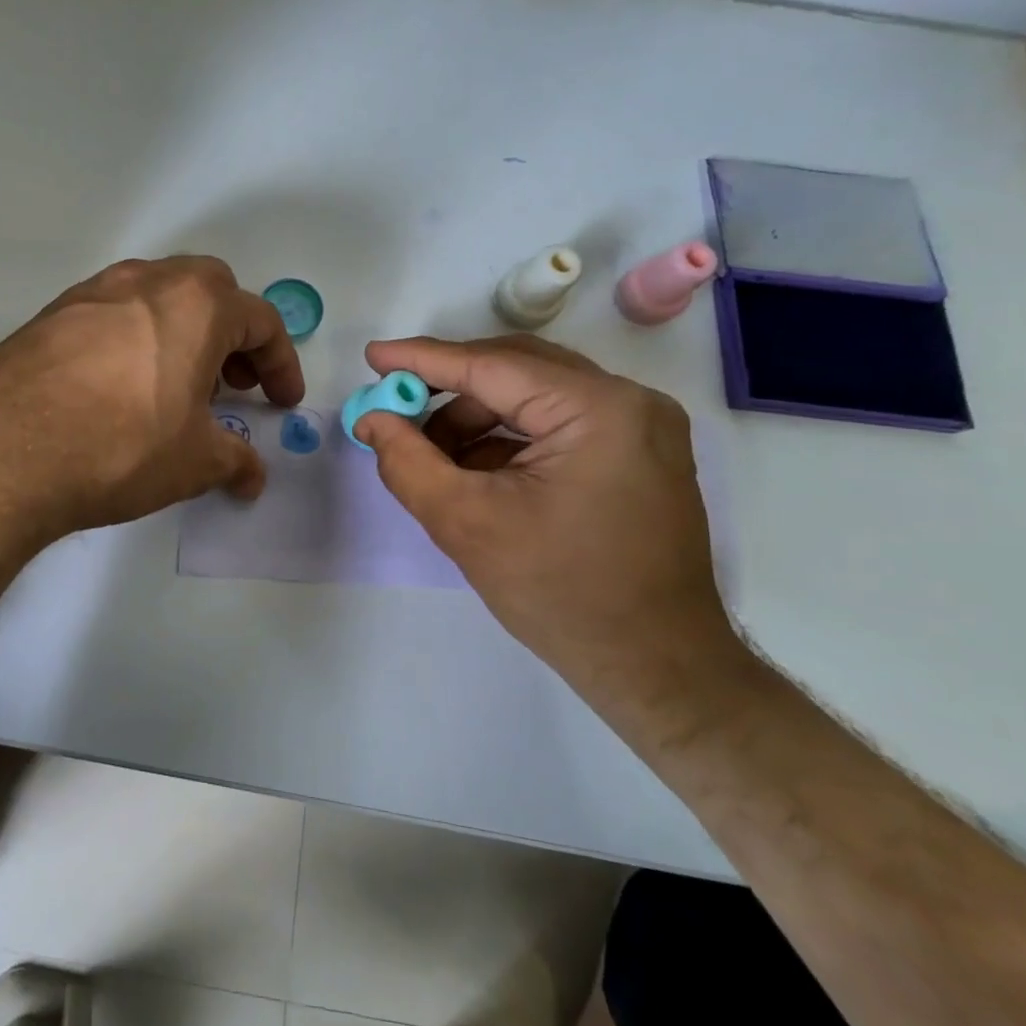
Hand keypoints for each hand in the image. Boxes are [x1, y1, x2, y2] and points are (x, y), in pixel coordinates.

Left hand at [0, 257, 303, 543]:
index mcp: (197, 304)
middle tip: (230, 386)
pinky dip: (136, 341)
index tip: (282, 403)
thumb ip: (234, 461)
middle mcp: (146, 281)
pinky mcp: (51, 314)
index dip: (281, 364)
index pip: (261, 322)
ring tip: (176, 389)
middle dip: (232, 336)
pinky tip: (121, 390)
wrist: (3, 450)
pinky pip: (113, 316)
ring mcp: (93, 292)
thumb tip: (251, 476)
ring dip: (182, 335)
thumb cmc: (122, 446)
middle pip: (210, 293)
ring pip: (157, 298)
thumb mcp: (194, 462)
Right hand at [354, 335, 740, 696]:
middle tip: (394, 406)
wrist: (654, 668)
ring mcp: (638, 428)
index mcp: (599, 410)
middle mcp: (628, 402)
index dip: (423, 359)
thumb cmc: (560, 594)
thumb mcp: (466, 523)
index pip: (492, 365)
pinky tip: (470, 472)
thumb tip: (371, 420)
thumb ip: (407, 462)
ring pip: (532, 397)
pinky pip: (553, 424)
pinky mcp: (633, 454)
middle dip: (448, 389)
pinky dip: (505, 440)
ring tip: (429, 456)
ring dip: (474, 419)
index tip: (371, 357)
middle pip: (515, 371)